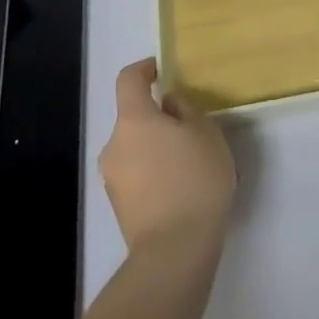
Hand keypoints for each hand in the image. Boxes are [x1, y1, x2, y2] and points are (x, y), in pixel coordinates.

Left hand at [99, 59, 236, 255]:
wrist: (174, 249)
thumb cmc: (195, 179)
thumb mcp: (205, 133)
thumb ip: (185, 109)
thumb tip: (168, 105)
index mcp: (134, 120)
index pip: (128, 80)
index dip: (143, 69)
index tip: (161, 69)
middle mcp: (114, 144)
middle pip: (133, 117)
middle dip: (157, 117)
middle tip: (190, 126)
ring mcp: (112, 177)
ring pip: (135, 147)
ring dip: (156, 146)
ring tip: (189, 161)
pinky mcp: (119, 205)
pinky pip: (136, 173)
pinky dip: (154, 170)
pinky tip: (180, 186)